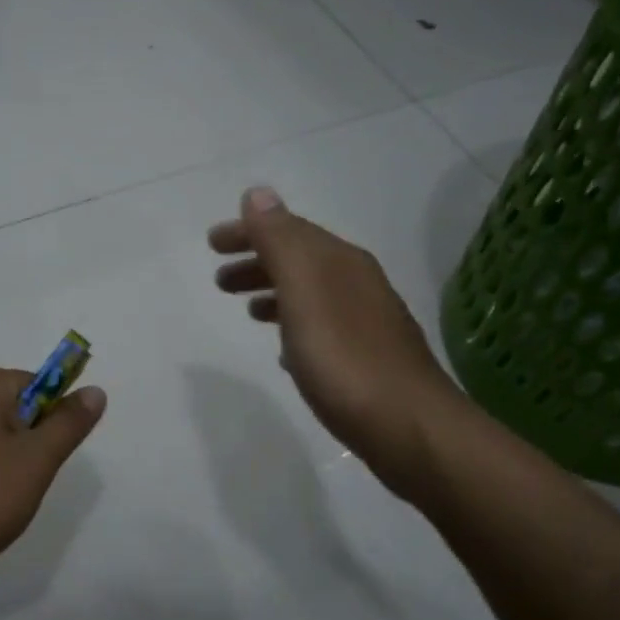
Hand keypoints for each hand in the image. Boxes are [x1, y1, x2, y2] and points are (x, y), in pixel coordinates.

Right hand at [209, 186, 461, 494]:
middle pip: (300, 261)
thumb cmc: (345, 358)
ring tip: (246, 310)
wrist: (407, 426)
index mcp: (340, 263)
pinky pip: (321, 329)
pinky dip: (295, 328)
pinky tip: (285, 351)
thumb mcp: (304, 291)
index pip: (289, 231)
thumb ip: (279, 242)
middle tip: (219, 280)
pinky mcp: (367, 360)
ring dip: (275, 294)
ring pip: (310, 295)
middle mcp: (358, 284)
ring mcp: (366, 323)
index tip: (212, 243)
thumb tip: (258, 193)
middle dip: (258, 262)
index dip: (249, 232)